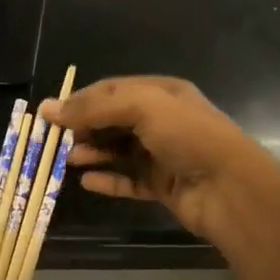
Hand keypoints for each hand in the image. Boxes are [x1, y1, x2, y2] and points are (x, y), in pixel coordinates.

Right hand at [43, 76, 279, 242]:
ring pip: (119, 151)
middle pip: (113, 121)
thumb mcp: (142, 107)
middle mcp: (162, 121)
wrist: (230, 188)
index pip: (112, 91)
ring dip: (93, 153)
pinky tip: (87, 182)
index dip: (80, 100)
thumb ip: (94, 107)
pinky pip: (129, 180)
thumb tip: (49, 109)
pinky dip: (108, 180)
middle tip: (56, 141)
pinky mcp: (163, 185)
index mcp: (161, 94)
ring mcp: (163, 155)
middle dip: (84, 128)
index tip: (50, 115)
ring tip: (69, 160)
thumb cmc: (188, 137)